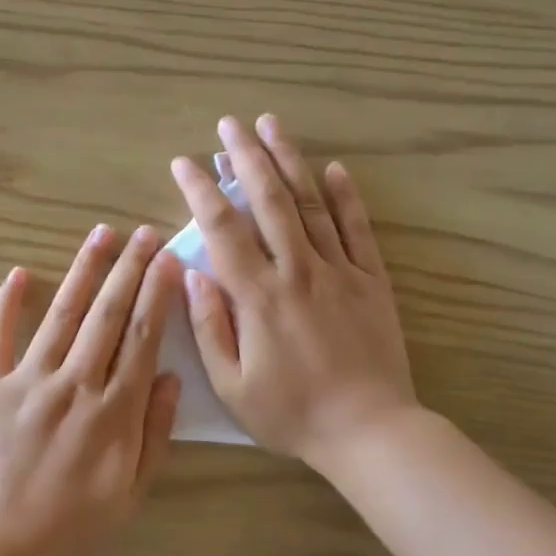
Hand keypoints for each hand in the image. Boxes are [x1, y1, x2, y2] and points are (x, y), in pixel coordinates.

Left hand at [0, 225, 182, 555]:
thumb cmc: (73, 530)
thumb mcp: (132, 494)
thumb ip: (154, 434)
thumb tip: (170, 377)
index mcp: (113, 412)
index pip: (142, 338)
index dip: (158, 295)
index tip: (170, 261)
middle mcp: (74, 385)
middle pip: (107, 315)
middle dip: (130, 269)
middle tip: (146, 233)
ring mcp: (27, 381)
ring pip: (62, 314)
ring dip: (83, 271)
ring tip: (102, 235)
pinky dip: (7, 303)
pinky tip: (19, 272)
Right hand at [172, 115, 418, 470]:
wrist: (369, 431)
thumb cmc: (292, 413)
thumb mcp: (233, 385)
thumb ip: (209, 326)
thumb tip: (192, 272)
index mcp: (258, 296)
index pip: (223, 229)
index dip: (200, 190)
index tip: (184, 163)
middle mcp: (298, 270)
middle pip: (269, 200)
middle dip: (246, 156)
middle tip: (229, 124)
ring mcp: (339, 271)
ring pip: (311, 203)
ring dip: (289, 160)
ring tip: (272, 124)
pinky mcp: (371, 280)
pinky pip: (357, 229)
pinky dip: (346, 196)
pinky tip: (334, 168)